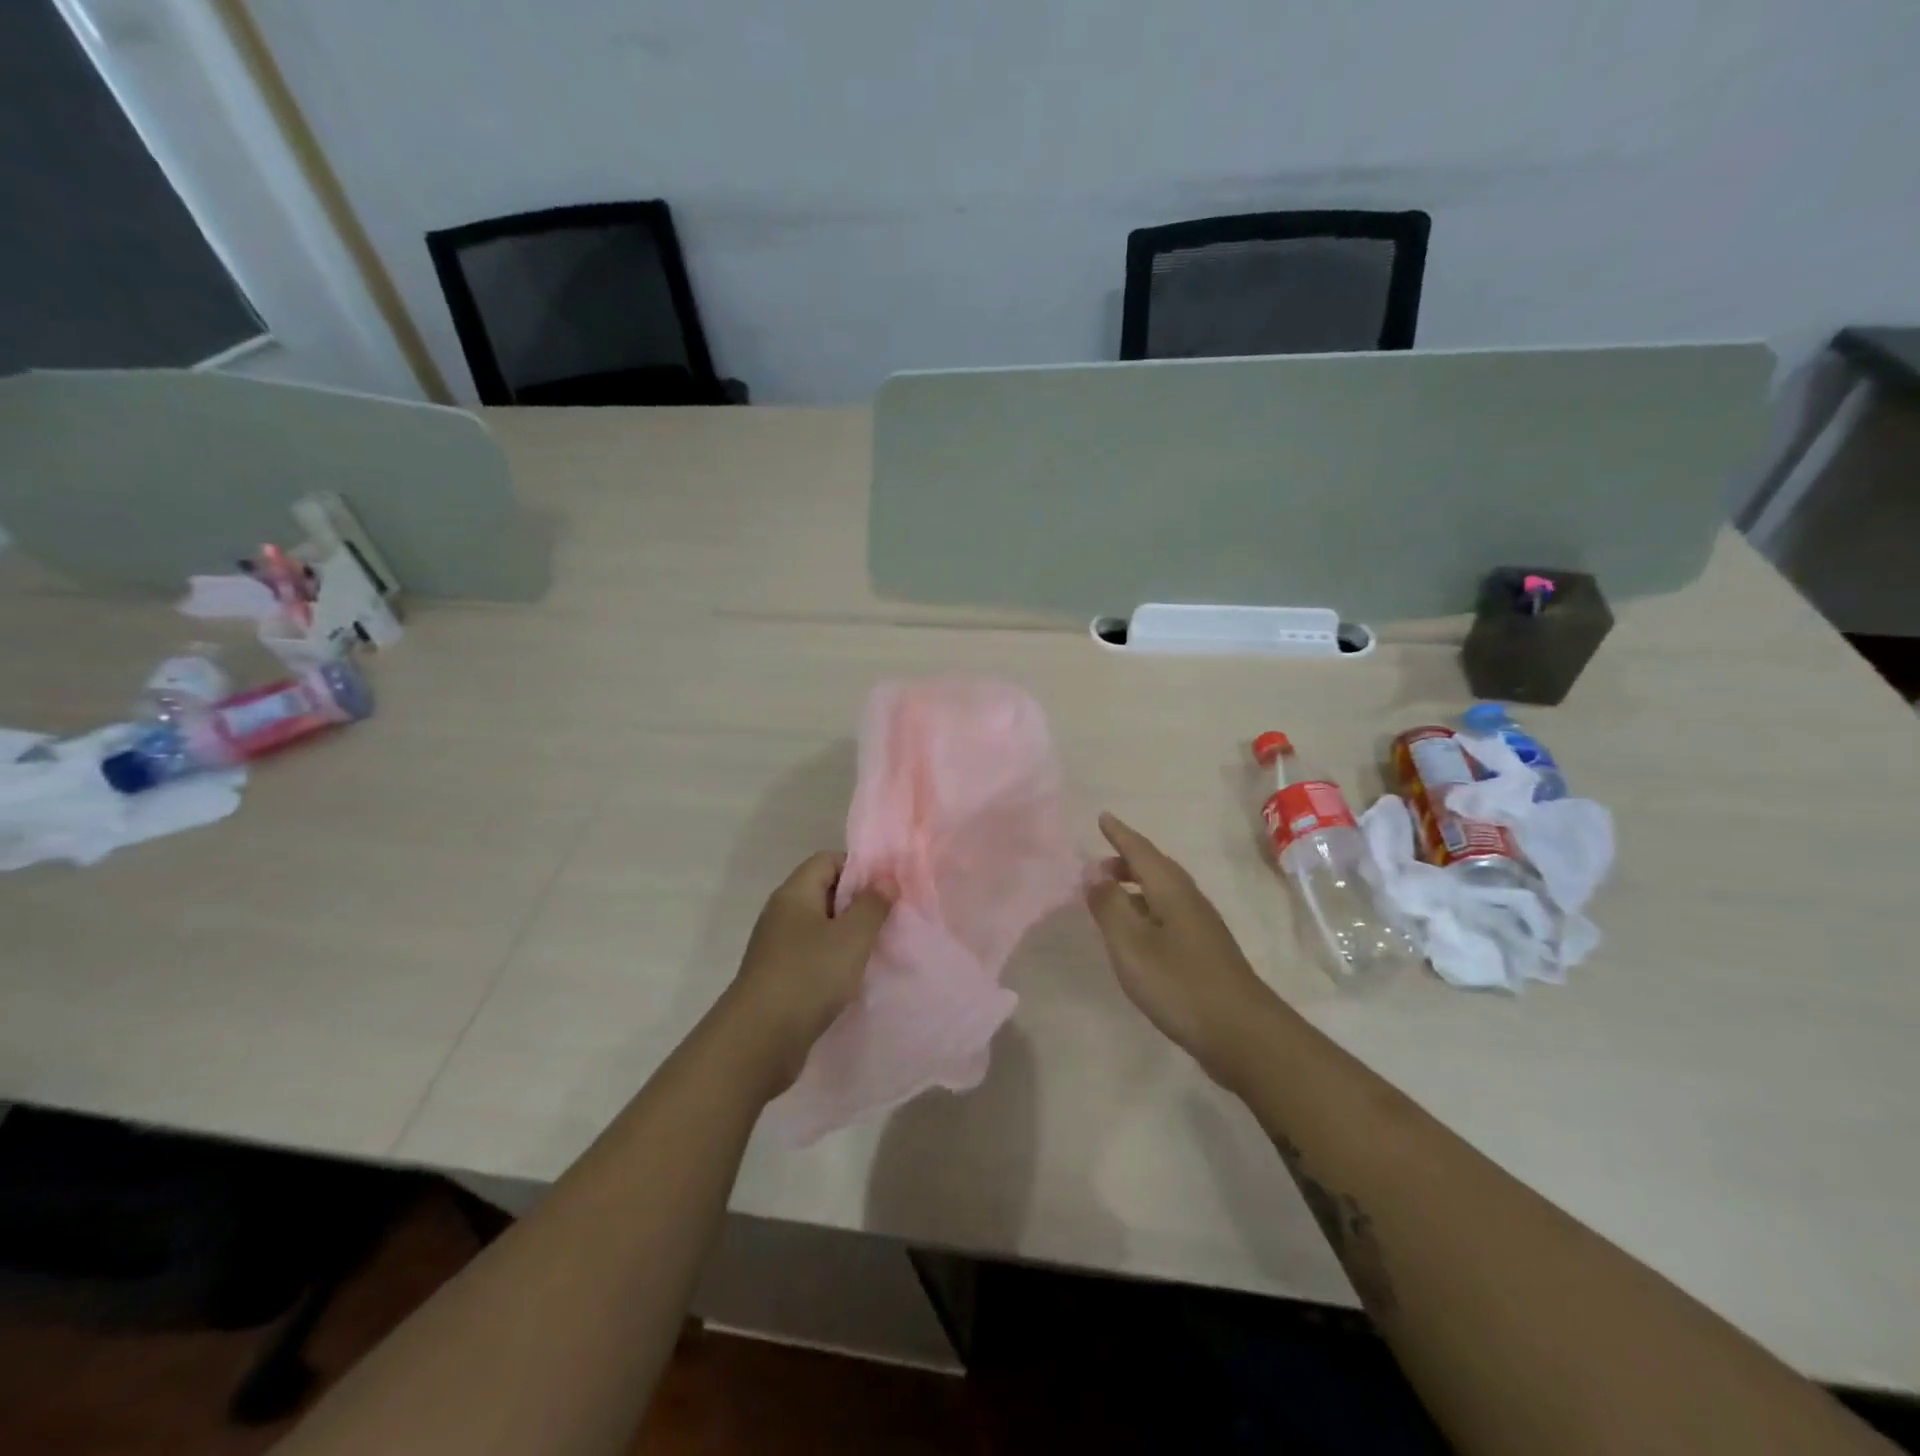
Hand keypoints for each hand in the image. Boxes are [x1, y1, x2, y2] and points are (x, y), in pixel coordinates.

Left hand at [719, 852, 892, 1099]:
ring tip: (876, 950)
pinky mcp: (779, 978)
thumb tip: (885, 880)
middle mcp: (781, 914)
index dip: (859, 868)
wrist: (758, 1041)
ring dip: (847, 937)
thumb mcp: (851, 937)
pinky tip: (852, 979)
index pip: (827, 860)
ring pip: (820, 928)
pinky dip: (834, 962)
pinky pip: (812, 957)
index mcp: (794, 894)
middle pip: (824, 892)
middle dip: (858, 903)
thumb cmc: (808, 976)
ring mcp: (777, 947)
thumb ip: (872, 905)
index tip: (887, 889)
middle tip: (889, 920)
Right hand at [1086, 813, 1274, 1082]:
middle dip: (1128, 859)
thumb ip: (1109, 905)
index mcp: (1171, 890)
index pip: (1140, 851)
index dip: (1119, 835)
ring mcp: (1201, 925)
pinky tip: (1139, 930)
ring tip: (1113, 893)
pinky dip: (1147, 907)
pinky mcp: (1204, 950)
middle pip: (1156, 867)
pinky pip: (1169, 912)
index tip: (1103, 817)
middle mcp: (1189, 900)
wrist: (1241, 1033)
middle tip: (1099, 863)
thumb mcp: (1132, 944)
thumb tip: (1093, 869)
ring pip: (1164, 890)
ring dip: (1138, 884)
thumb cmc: (1179, 984)